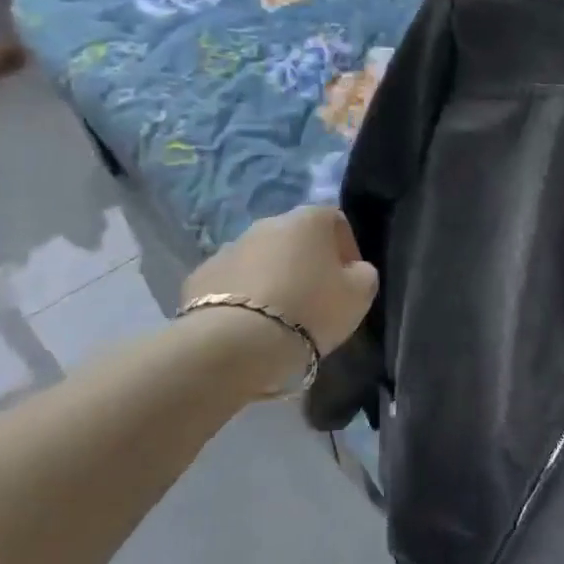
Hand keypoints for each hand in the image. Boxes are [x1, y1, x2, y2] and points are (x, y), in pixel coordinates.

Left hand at [180, 206, 378, 354]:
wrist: (236, 343)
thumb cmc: (309, 311)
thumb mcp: (359, 296)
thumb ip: (363, 274)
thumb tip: (354, 270)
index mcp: (308, 220)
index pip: (335, 221)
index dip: (346, 249)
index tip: (348, 281)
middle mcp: (267, 224)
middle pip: (295, 238)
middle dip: (306, 262)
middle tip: (314, 299)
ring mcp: (229, 248)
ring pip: (260, 259)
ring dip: (272, 278)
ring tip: (279, 316)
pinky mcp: (199, 276)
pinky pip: (231, 282)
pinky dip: (241, 296)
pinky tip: (248, 325)